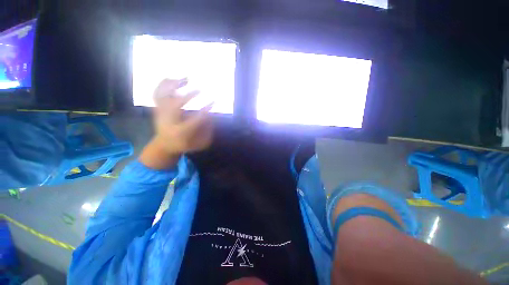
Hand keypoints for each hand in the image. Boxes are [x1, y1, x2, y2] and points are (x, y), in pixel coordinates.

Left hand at [140, 78, 213, 168]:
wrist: (164, 145)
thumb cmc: (185, 144)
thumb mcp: (200, 143)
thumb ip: (207, 131)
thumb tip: (210, 116)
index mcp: (180, 132)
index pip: (194, 120)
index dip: (204, 111)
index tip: (213, 102)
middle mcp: (168, 121)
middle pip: (175, 105)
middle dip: (188, 96)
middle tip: (200, 90)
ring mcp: (160, 113)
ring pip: (163, 96)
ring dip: (173, 86)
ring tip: (185, 78)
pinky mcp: (157, 108)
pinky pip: (157, 93)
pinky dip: (163, 84)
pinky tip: (173, 78)